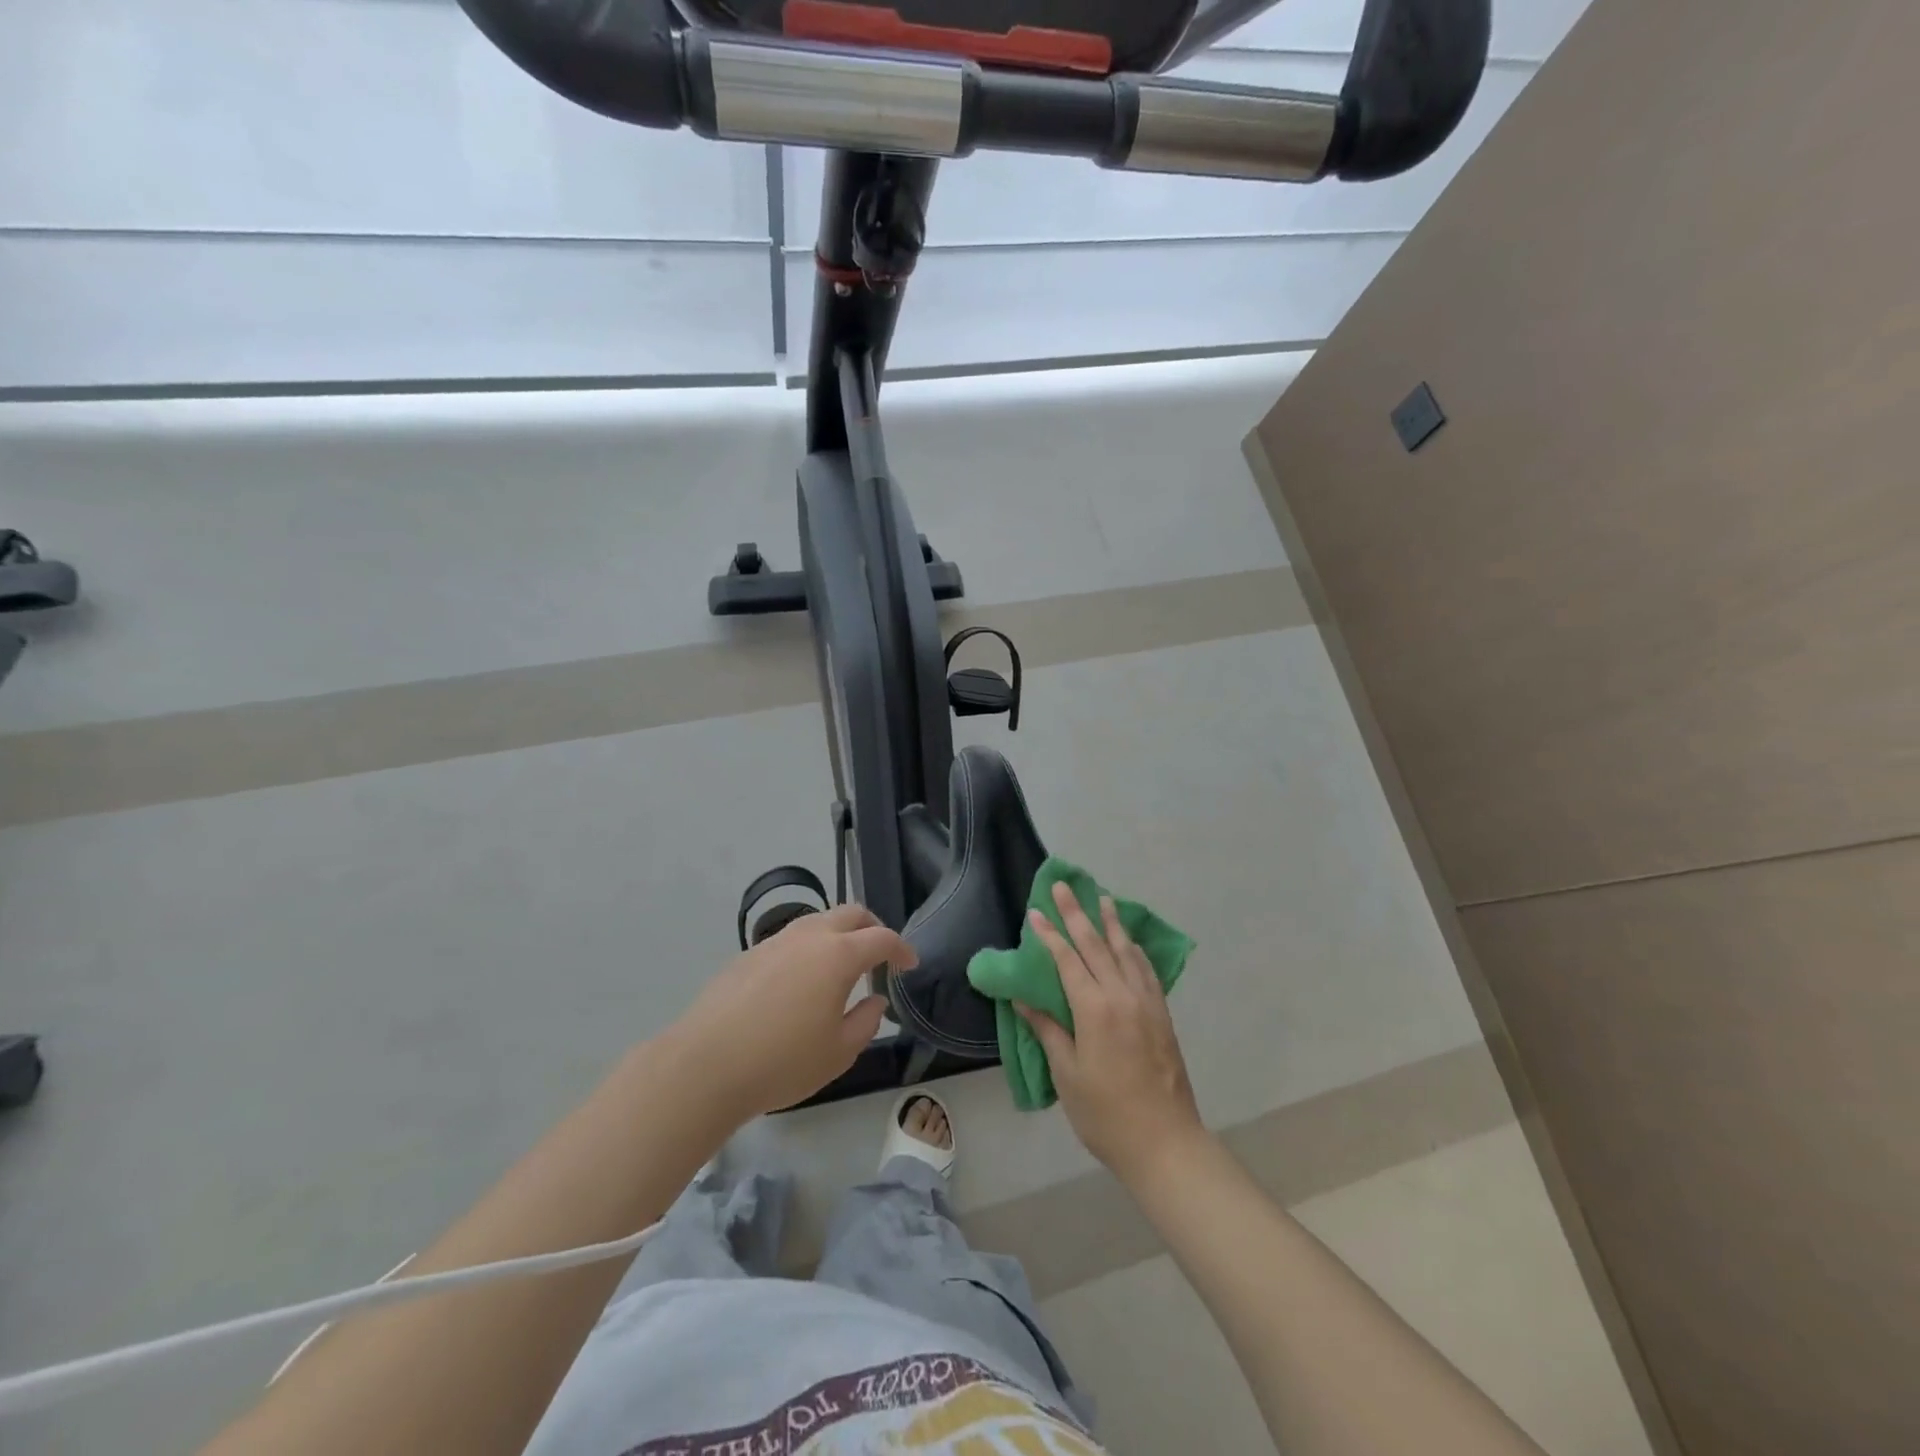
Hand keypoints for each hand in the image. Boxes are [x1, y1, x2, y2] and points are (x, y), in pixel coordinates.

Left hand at [669, 904, 915, 1118]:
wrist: (705, 1065)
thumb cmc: (782, 1062)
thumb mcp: (839, 1052)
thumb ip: (866, 1022)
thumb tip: (875, 1000)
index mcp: (838, 955)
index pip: (881, 937)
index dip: (901, 949)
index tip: (909, 965)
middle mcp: (808, 936)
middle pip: (850, 913)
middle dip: (872, 927)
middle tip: (880, 955)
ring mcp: (774, 942)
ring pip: (817, 921)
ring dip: (838, 934)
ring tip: (841, 966)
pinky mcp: (747, 955)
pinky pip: (789, 940)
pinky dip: (808, 949)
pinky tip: (800, 983)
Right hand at [1017, 881, 1206, 1185]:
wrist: (1165, 1143)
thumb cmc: (1105, 1114)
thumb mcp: (1067, 1074)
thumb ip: (1048, 1030)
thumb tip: (1023, 999)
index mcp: (1094, 1009)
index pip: (1068, 959)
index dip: (1050, 934)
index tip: (1036, 911)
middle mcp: (1122, 995)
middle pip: (1097, 945)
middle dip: (1078, 913)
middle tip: (1064, 885)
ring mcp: (1147, 1003)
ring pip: (1126, 951)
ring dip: (1111, 923)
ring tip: (1102, 899)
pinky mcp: (1162, 1015)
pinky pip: (1147, 970)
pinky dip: (1135, 950)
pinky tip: (1130, 942)